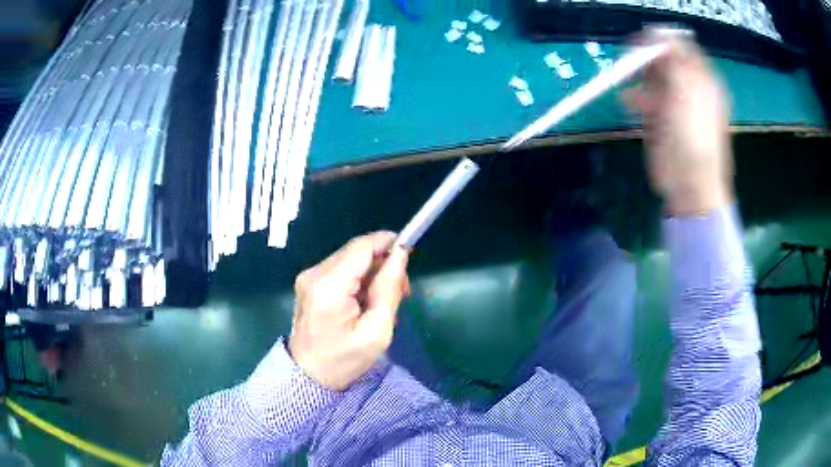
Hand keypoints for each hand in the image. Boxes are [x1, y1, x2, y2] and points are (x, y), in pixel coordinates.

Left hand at [289, 232, 409, 390]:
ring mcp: (308, 277)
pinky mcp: (308, 282)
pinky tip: (364, 301)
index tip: (408, 254)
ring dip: (371, 272)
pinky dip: (357, 279)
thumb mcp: (377, 331)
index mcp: (329, 286)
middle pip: (356, 251)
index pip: (361, 247)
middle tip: (401, 290)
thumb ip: (389, 289)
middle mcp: (314, 273)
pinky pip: (340, 269)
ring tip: (382, 300)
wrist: (308, 376)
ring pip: (349, 258)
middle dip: (382, 262)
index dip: (387, 243)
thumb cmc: (344, 360)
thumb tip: (400, 253)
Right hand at [623, 30, 733, 215]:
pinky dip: (635, 98)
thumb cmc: (694, 139)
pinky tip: (630, 103)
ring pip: (651, 78)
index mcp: (702, 81)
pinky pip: (644, 99)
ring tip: (632, 88)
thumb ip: (674, 60)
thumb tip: (659, 32)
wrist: (690, 184)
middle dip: (647, 60)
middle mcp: (689, 88)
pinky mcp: (660, 119)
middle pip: (665, 60)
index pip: (682, 48)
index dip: (663, 41)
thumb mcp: (687, 93)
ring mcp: (674, 104)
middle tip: (633, 64)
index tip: (644, 42)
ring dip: (638, 79)